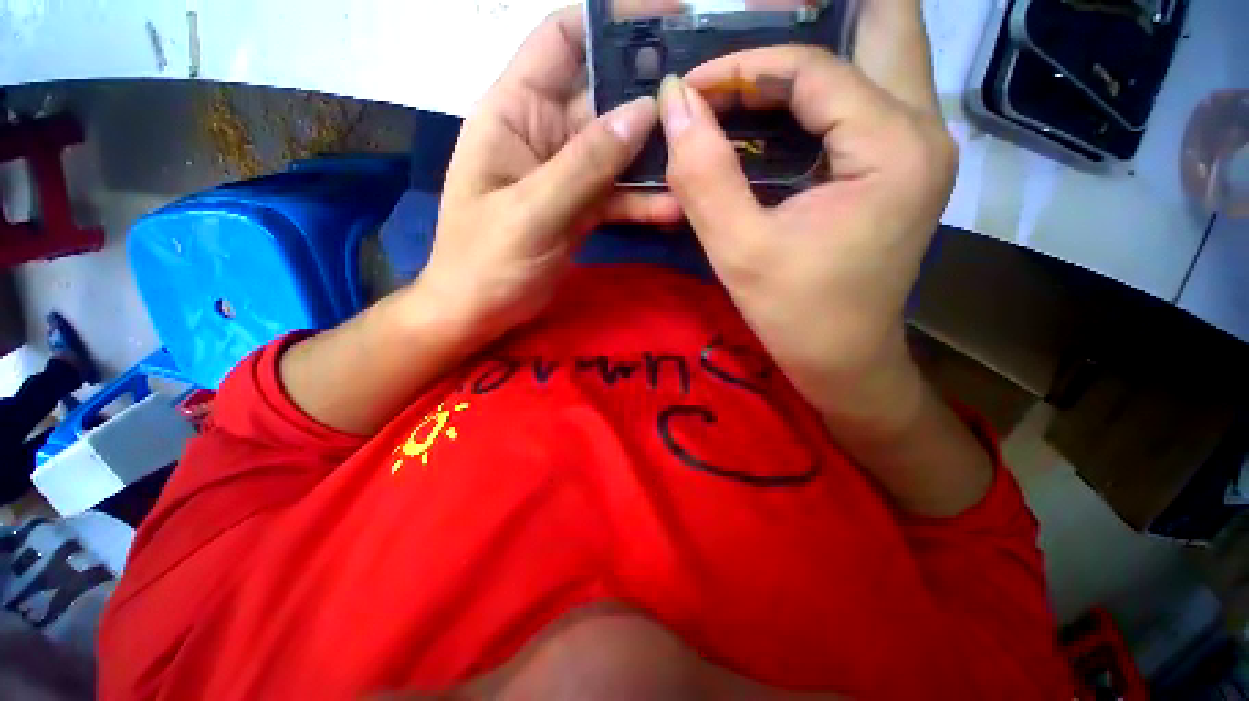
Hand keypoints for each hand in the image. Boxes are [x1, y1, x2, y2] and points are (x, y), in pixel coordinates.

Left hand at [417, 3, 682, 344]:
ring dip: (654, 156)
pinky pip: (618, 196)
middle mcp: (545, 134)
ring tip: (699, 156)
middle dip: (648, 94)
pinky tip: (675, 209)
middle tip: (703, 97)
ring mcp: (568, 175)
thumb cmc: (486, 260)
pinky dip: (643, 202)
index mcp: (514, 112)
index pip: (561, 41)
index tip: (664, 20)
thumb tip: (641, 113)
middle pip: (603, 96)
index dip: (609, 20)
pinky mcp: (582, 209)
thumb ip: (584, 164)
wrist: (481, 310)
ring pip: (618, 151)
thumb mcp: (531, 211)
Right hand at [657, 0, 956, 433]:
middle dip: (811, 18)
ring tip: (749, 73)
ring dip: (810, 54)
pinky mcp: (898, 167)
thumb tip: (674, 103)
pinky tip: (772, 110)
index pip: (814, 68)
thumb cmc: (796, 315)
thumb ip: (704, 177)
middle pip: (881, 27)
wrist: (843, 359)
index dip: (743, 68)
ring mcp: (916, 147)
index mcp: (892, 148)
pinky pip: (861, 100)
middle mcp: (921, 130)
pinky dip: (814, 92)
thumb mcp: (740, 252)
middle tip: (746, 34)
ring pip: (874, 58)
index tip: (690, 92)